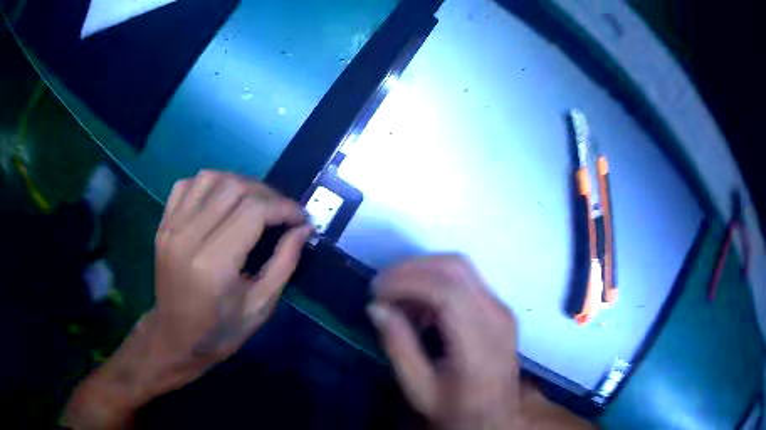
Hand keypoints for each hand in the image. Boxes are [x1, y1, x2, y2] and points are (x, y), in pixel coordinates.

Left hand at [63, 171, 311, 428]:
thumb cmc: (215, 339)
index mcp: (212, 265)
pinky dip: (211, 183)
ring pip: (209, 178)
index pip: (253, 210)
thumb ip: (280, 268)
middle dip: (267, 192)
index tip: (301, 216)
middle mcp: (186, 236)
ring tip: (256, 203)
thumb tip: (297, 234)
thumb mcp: (258, 312)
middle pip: (233, 187)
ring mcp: (169, 227)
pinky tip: (223, 201)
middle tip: (283, 210)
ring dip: (240, 183)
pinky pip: (187, 186)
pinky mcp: (162, 224)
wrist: (167, 343)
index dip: (282, 206)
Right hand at [368, 255, 593, 429]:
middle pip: (455, 267)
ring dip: (423, 272)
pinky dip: (437, 281)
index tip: (376, 290)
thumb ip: (399, 347)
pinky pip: (466, 279)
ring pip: (461, 267)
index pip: (447, 291)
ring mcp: (502, 309)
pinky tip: (420, 305)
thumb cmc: (458, 408)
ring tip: (397, 298)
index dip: (407, 281)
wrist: (497, 415)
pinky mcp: (500, 308)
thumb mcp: (420, 388)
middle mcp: (497, 317)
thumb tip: (376, 308)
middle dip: (412, 268)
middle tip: (381, 287)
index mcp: (479, 344)